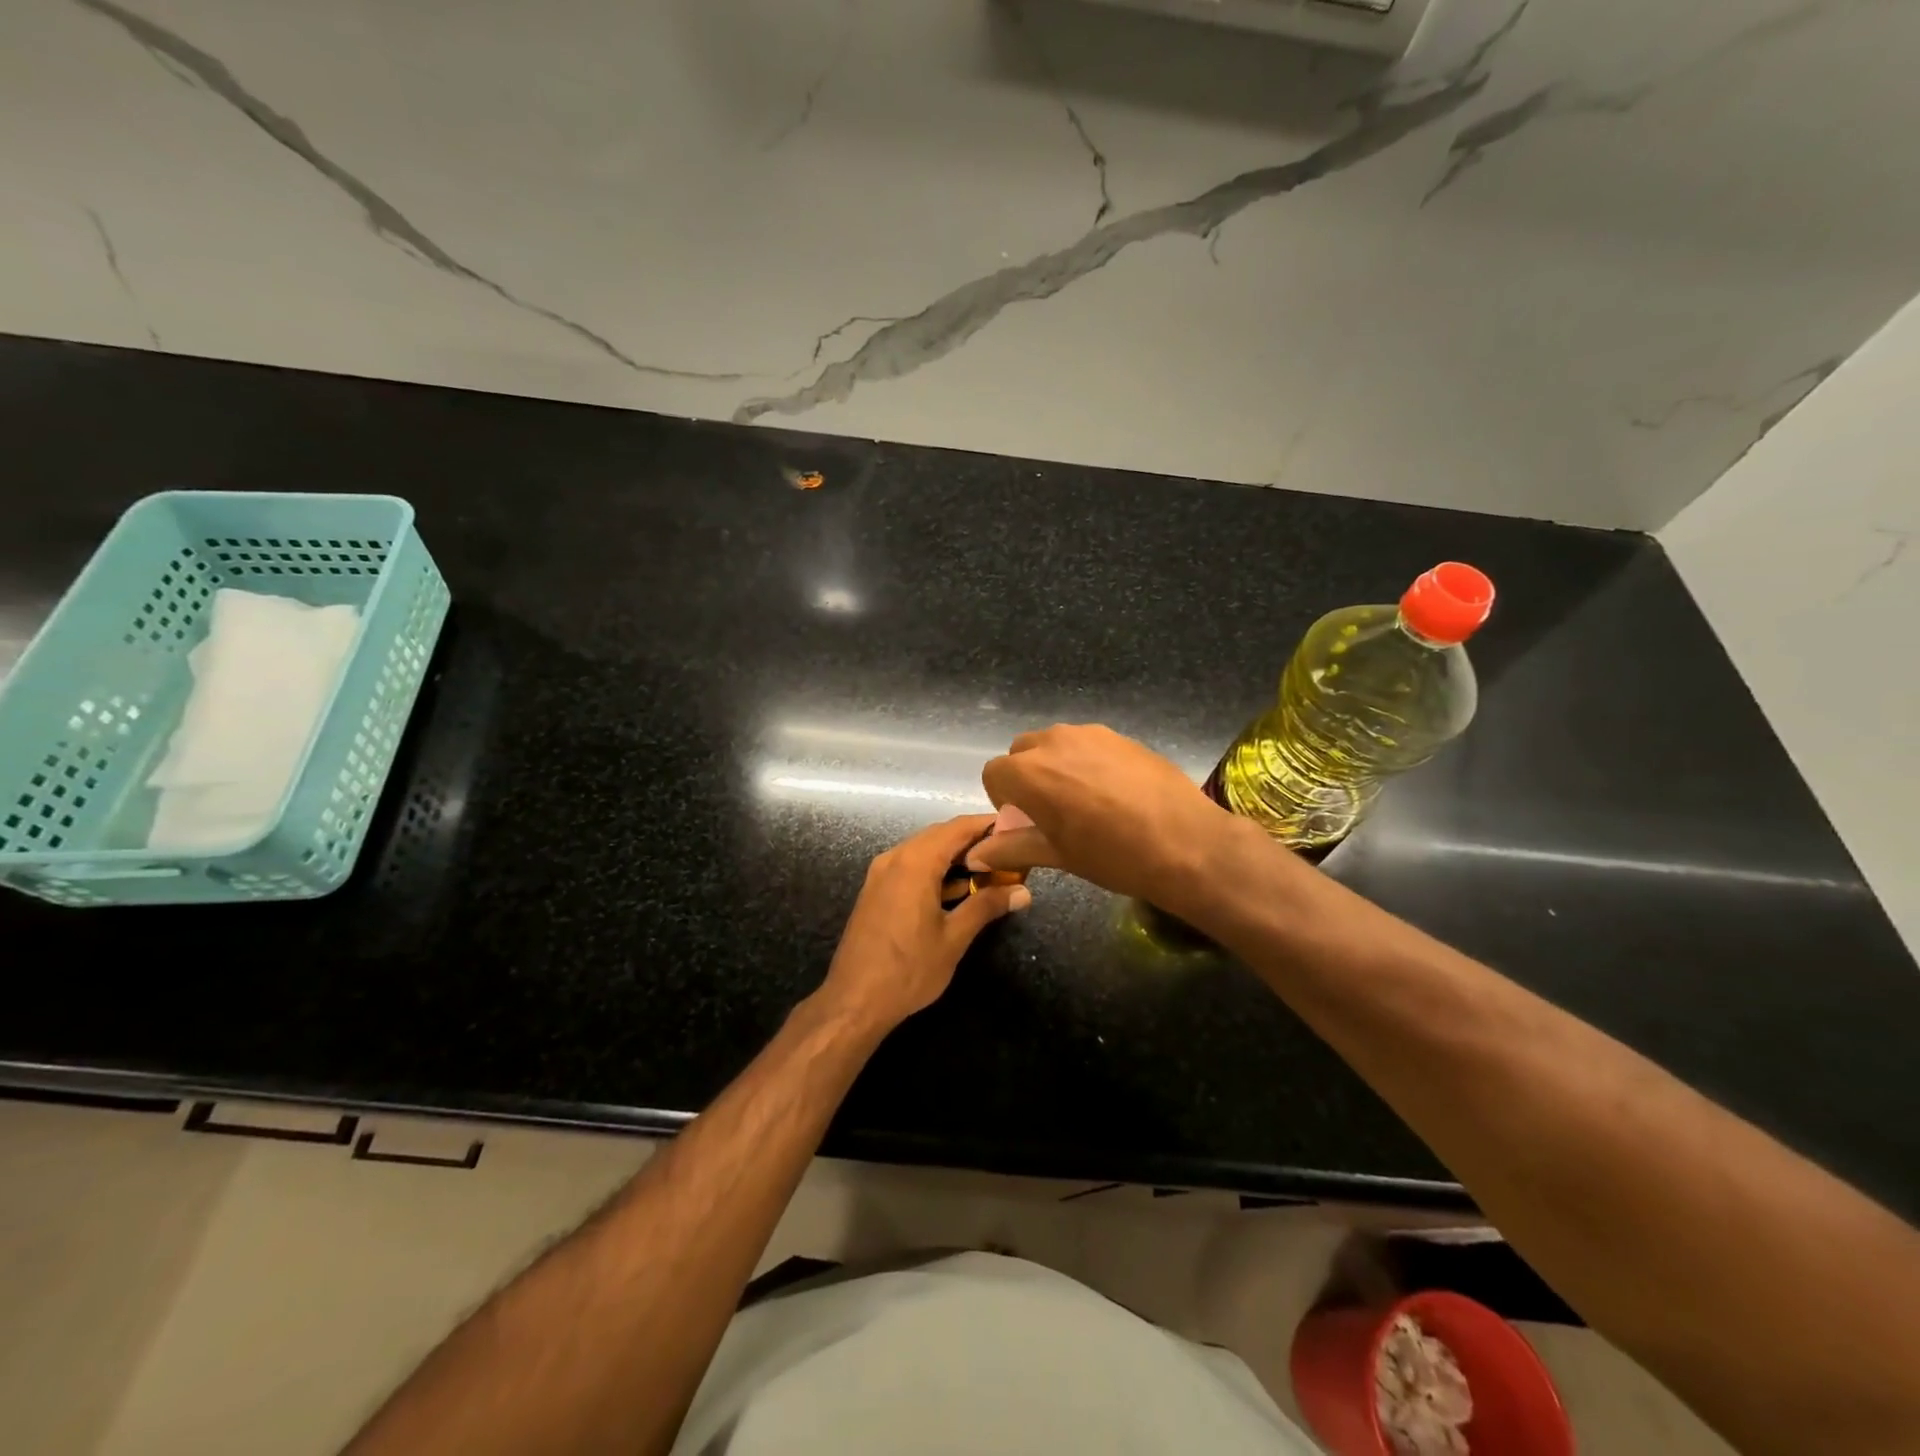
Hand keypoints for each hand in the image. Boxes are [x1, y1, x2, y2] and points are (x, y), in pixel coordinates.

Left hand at [818, 815, 1031, 1035]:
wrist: (854, 1001)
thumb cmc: (908, 969)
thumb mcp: (954, 938)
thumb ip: (987, 906)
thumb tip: (1023, 891)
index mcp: (915, 862)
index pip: (957, 828)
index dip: (987, 824)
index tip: (1016, 828)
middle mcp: (895, 858)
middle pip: (940, 835)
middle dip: (974, 841)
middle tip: (1008, 853)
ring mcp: (881, 873)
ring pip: (924, 851)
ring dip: (955, 857)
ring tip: (990, 871)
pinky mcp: (876, 890)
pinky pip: (911, 867)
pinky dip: (936, 870)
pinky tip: (958, 890)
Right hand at [971, 724, 1246, 911]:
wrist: (1186, 843)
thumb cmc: (1112, 855)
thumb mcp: (1057, 855)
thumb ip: (1011, 848)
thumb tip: (976, 856)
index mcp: (1029, 772)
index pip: (993, 773)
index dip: (1003, 799)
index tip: (1025, 822)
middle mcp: (1054, 741)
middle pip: (1022, 752)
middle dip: (1027, 777)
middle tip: (1052, 811)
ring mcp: (1090, 734)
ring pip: (1056, 744)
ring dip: (1057, 766)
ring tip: (1086, 800)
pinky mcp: (1120, 735)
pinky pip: (1088, 743)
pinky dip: (1087, 761)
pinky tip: (1115, 792)